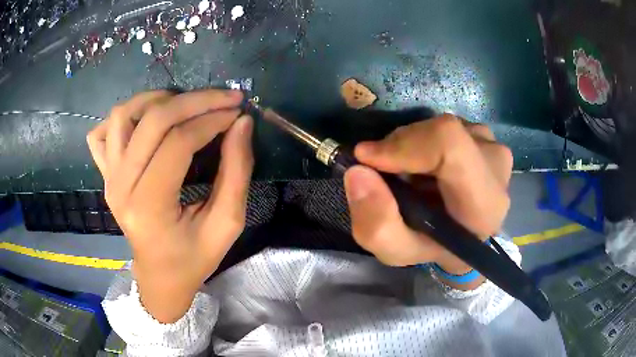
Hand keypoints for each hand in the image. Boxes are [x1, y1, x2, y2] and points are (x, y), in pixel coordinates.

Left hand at [87, 89, 252, 321]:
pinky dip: (123, 117)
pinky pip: (102, 132)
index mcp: (149, 207)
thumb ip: (237, 172)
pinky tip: (145, 121)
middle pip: (152, 120)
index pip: (178, 143)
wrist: (159, 276)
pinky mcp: (105, 174)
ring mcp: (108, 178)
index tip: (238, 112)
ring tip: (186, 104)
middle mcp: (121, 186)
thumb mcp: (227, 224)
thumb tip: (242, 123)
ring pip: (123, 115)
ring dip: (157, 100)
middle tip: (224, 98)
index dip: (212, 120)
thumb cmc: (194, 258)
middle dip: (194, 100)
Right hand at [343, 114, 511, 289]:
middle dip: (400, 146)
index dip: (405, 144)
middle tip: (383, 172)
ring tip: (408, 174)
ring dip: (411, 145)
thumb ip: (376, 224)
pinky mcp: (485, 135)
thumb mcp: (399, 251)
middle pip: (441, 131)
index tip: (367, 159)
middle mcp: (496, 166)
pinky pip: (445, 126)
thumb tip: (358, 172)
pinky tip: (425, 165)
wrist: (468, 236)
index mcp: (484, 203)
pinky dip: (423, 141)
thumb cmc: (436, 248)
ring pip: (440, 127)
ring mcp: (493, 145)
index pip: (449, 145)